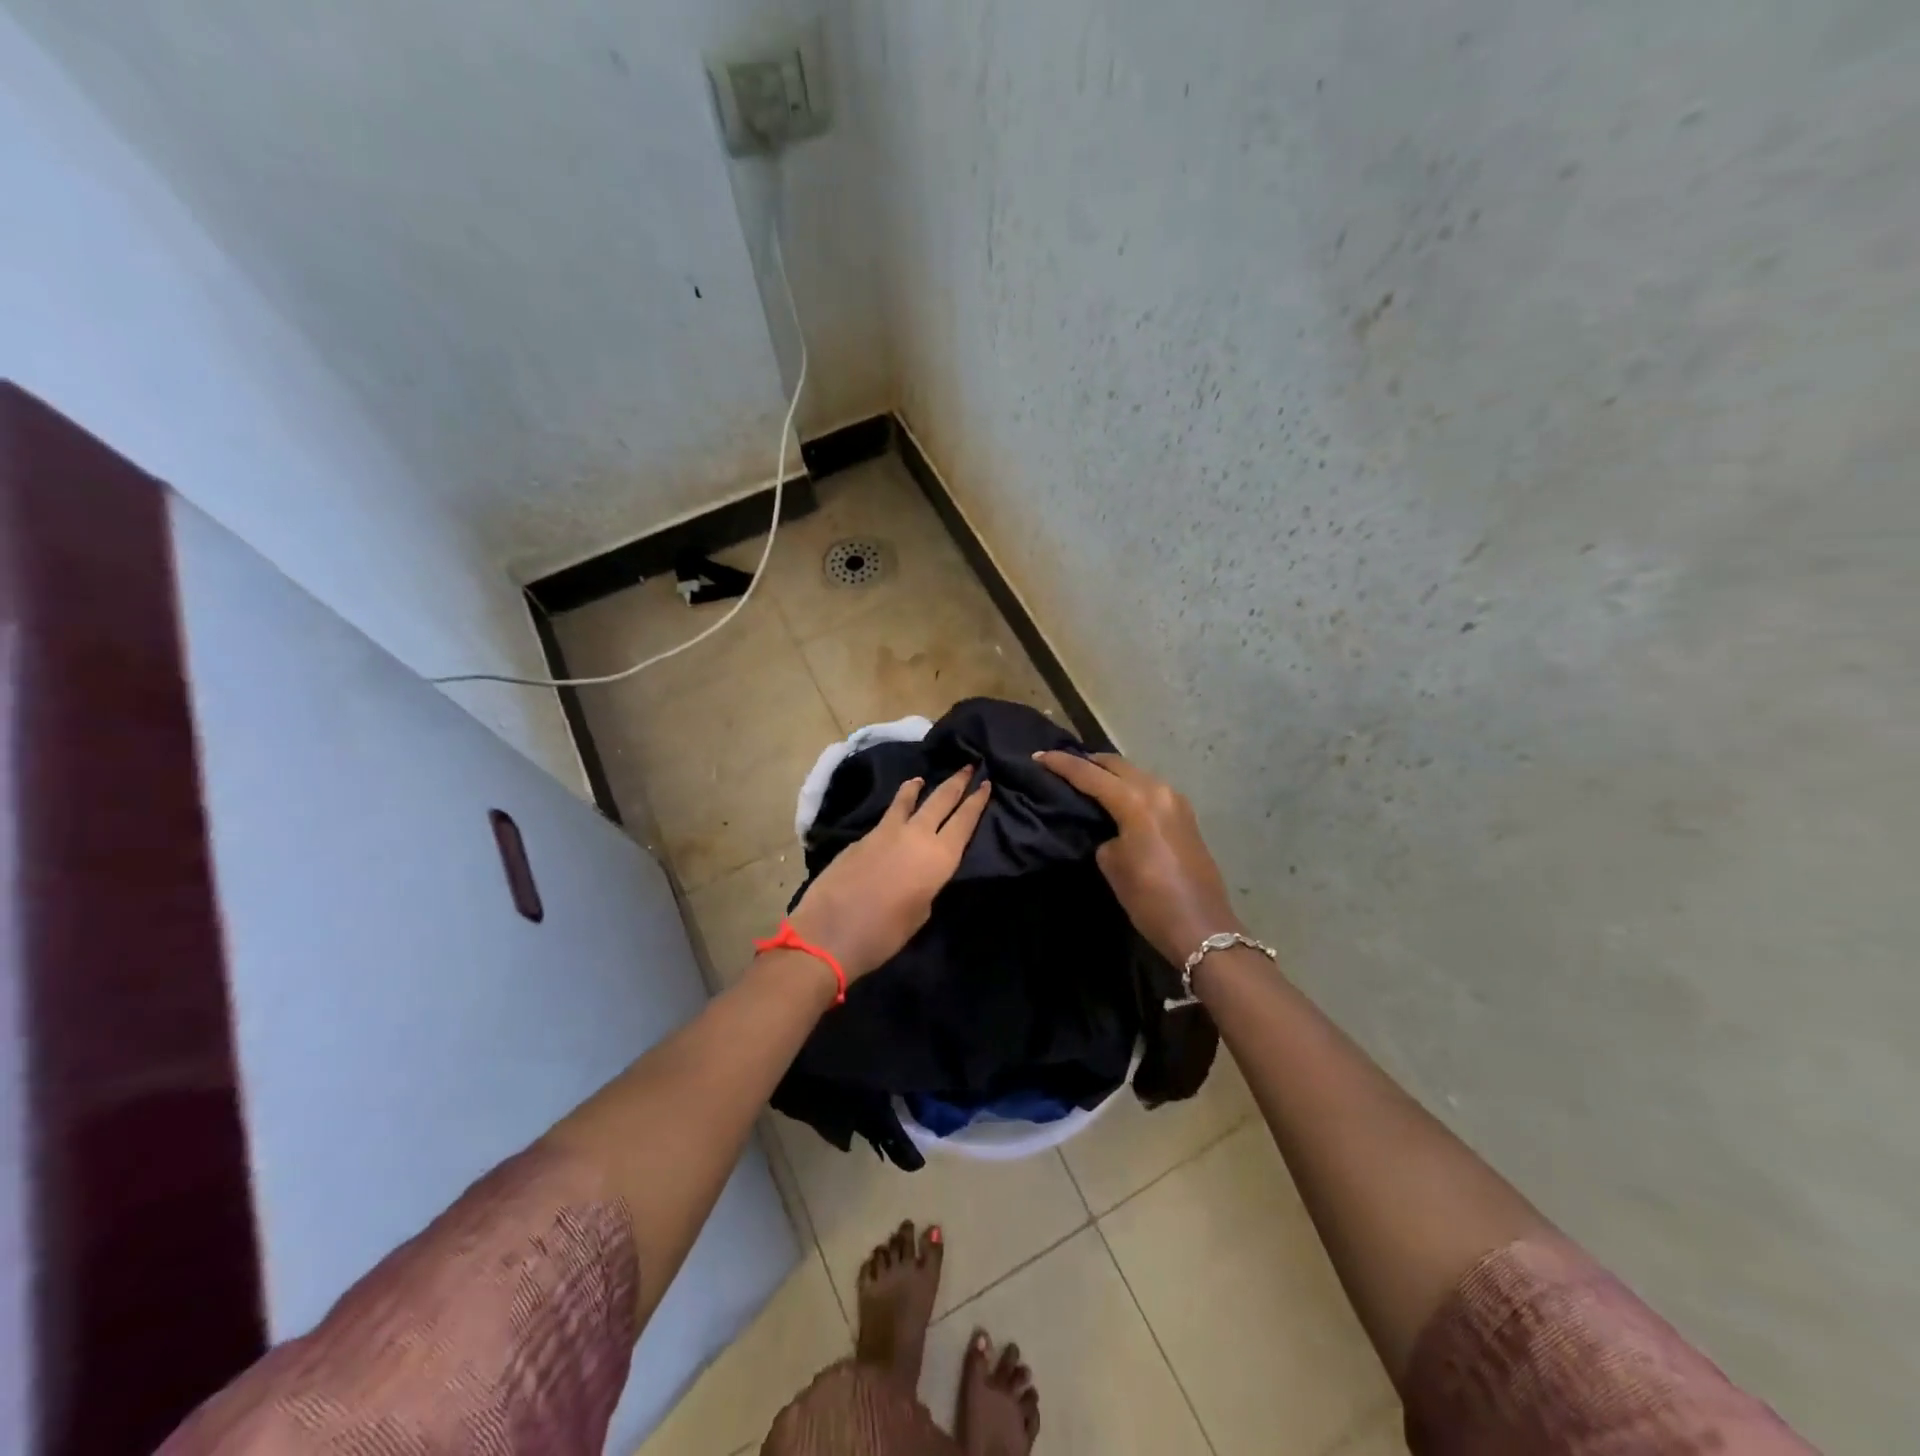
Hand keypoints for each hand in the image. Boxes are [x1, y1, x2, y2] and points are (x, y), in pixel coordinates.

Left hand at [784, 768, 991, 981]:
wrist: (829, 932)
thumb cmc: (883, 934)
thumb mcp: (920, 913)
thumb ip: (928, 884)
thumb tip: (922, 870)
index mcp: (939, 858)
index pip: (965, 821)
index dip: (977, 802)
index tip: (987, 783)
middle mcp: (916, 835)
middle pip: (941, 800)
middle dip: (957, 782)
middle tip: (968, 766)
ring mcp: (886, 832)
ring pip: (909, 800)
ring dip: (920, 787)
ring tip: (923, 778)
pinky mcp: (862, 836)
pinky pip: (888, 814)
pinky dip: (897, 805)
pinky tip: (896, 809)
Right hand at [1033, 751, 1241, 965]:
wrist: (1201, 926)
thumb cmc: (1149, 898)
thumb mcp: (1112, 864)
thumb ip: (1103, 834)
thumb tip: (1106, 827)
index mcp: (1136, 800)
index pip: (1090, 774)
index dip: (1061, 764)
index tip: (1037, 757)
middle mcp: (1158, 790)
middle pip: (1116, 764)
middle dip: (1087, 762)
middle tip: (1061, 767)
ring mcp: (1176, 801)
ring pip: (1135, 774)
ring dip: (1110, 774)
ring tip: (1086, 781)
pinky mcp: (1185, 816)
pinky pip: (1149, 789)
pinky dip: (1128, 787)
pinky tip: (1115, 799)